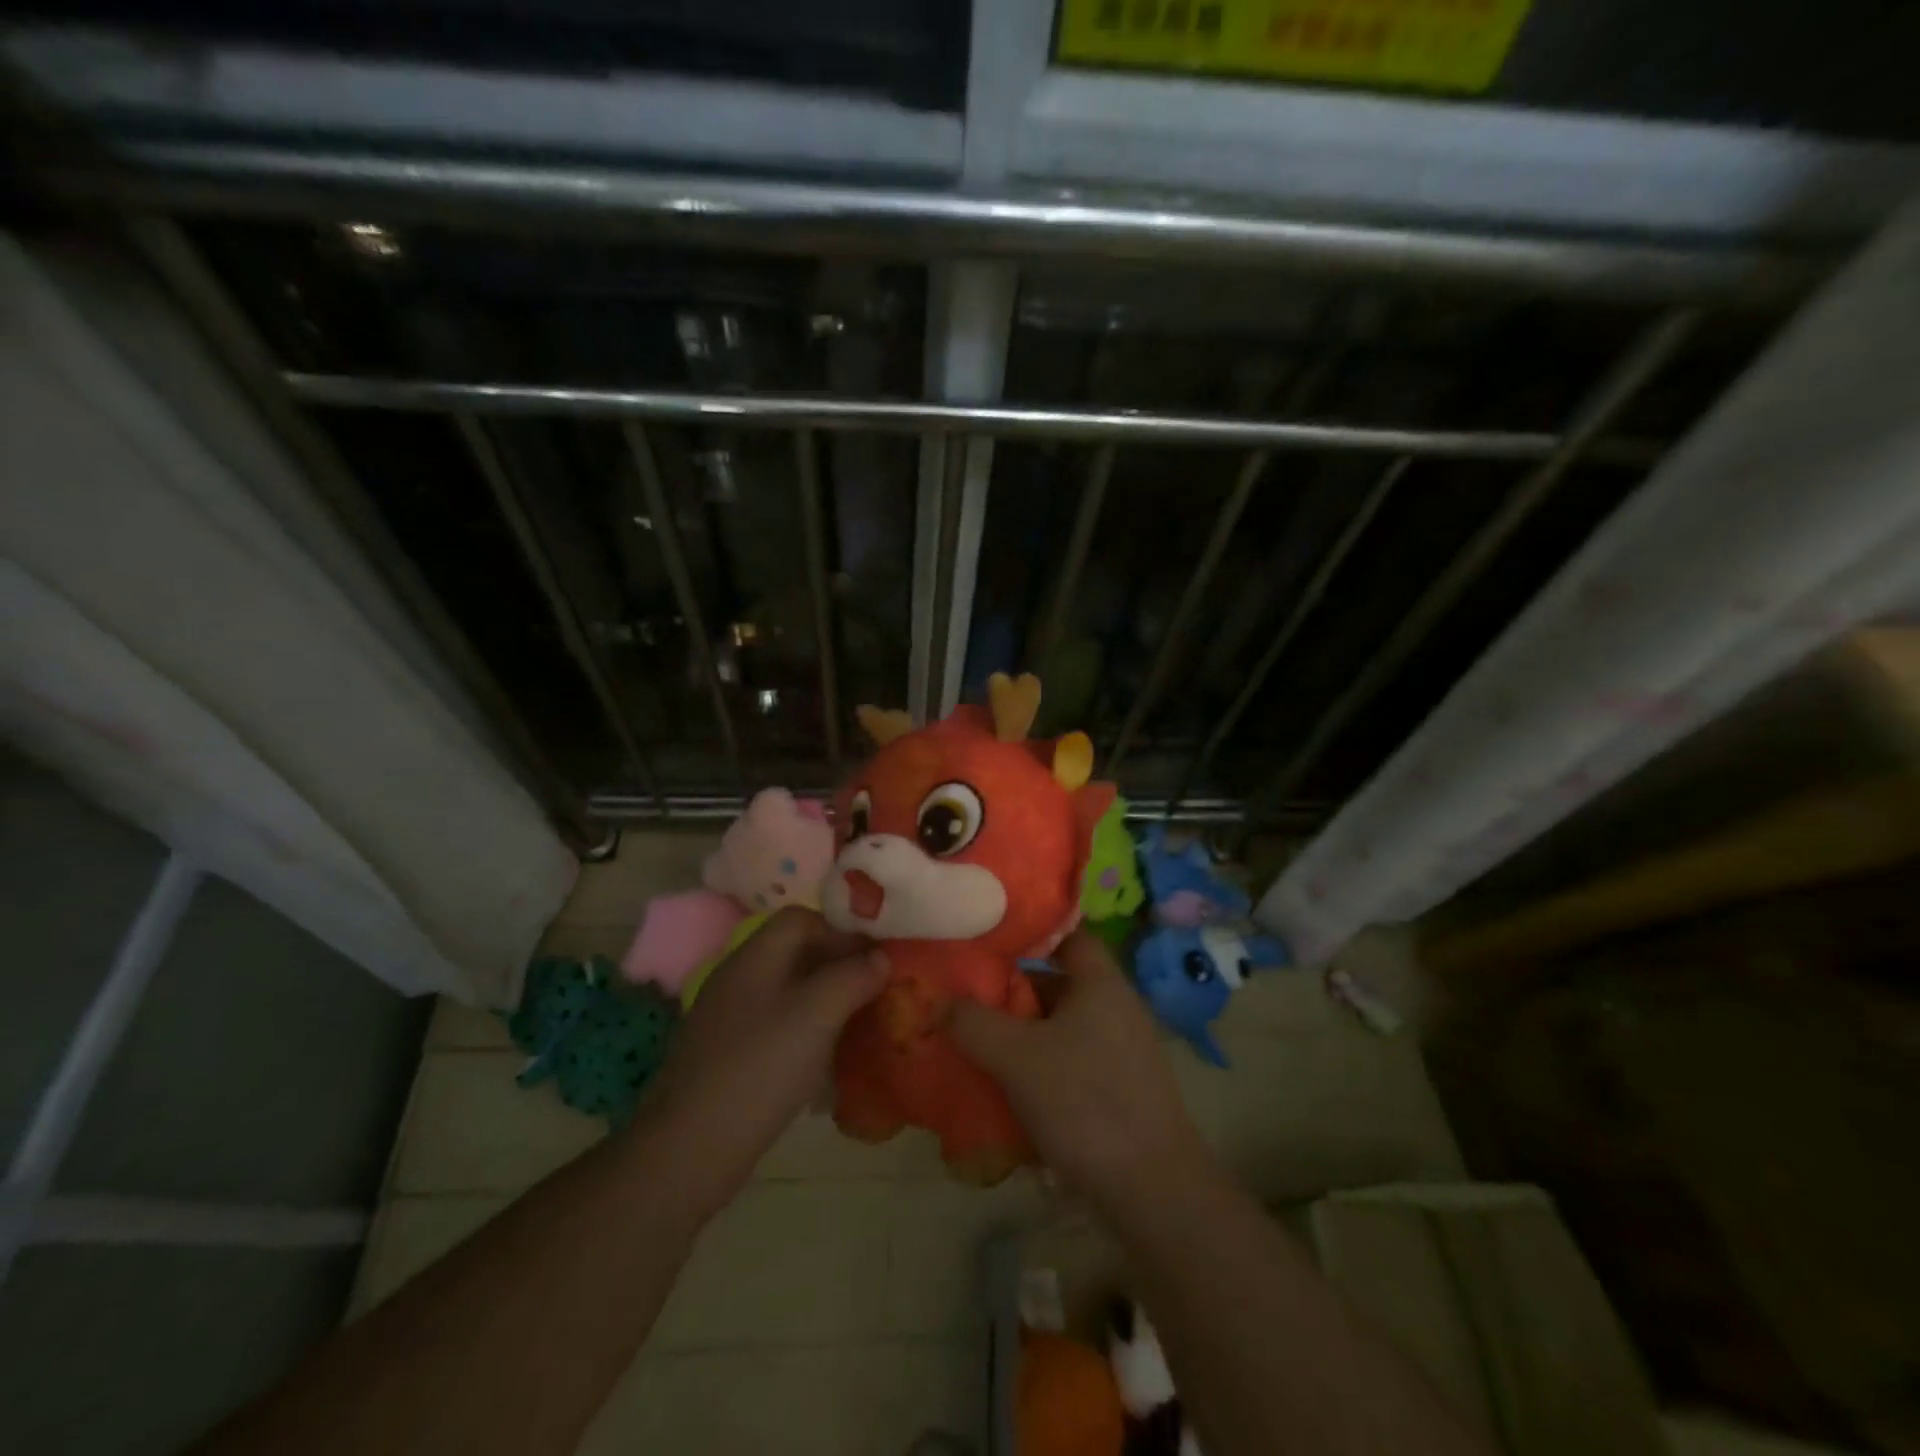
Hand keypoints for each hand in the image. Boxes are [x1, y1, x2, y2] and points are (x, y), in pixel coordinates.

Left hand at [636, 907, 885, 1212]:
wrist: (688, 1150)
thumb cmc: (758, 1069)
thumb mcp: (817, 1015)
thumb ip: (853, 977)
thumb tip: (881, 958)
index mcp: (754, 957)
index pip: (801, 919)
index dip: (841, 930)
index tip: (876, 957)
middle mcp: (738, 979)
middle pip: (795, 953)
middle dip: (838, 965)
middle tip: (876, 989)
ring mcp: (729, 1019)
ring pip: (788, 992)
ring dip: (825, 1000)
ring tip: (858, 1023)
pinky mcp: (728, 1056)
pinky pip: (776, 1027)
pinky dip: (806, 1032)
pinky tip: (825, 1061)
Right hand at [950, 931, 1212, 1210]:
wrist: (1153, 1190)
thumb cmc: (1086, 1102)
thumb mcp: (1017, 1058)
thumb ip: (973, 1023)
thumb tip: (940, 1002)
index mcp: (1100, 983)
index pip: (1066, 933)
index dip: (1029, 931)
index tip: (987, 938)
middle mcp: (1116, 1007)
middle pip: (1057, 983)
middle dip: (1012, 991)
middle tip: (967, 997)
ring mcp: (1122, 1050)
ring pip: (1061, 1027)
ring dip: (1023, 1034)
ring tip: (978, 1043)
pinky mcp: (1120, 1088)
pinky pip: (1072, 1062)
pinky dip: (1041, 1066)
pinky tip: (1009, 1089)